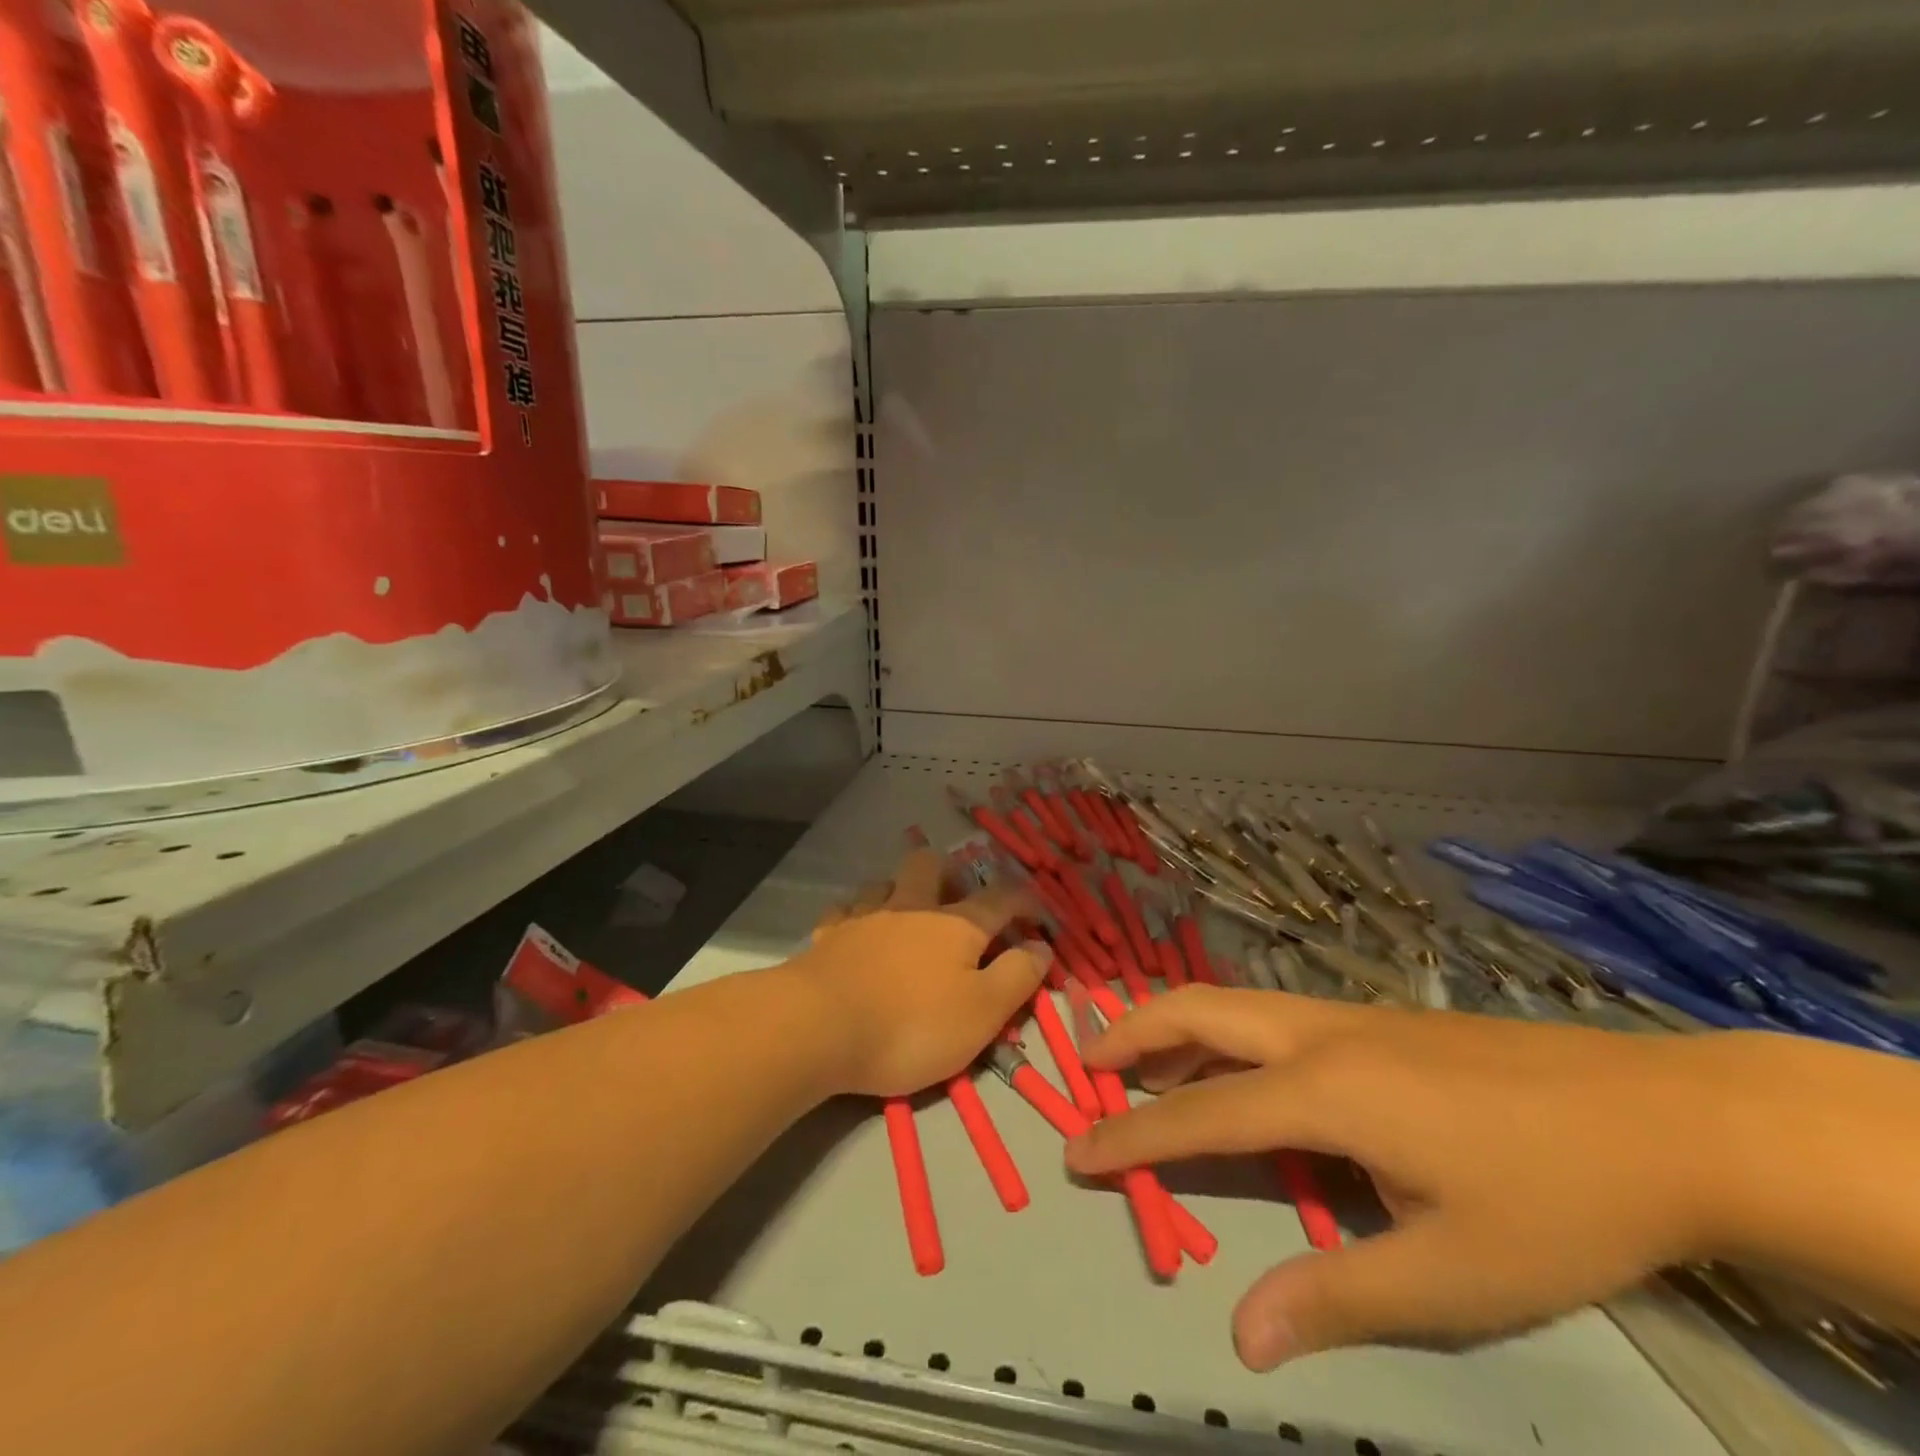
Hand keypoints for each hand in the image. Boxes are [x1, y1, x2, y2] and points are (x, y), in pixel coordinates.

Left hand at [792, 849, 1049, 1098]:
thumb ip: (1017, 976)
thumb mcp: (982, 1013)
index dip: (1025, 900)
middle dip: (950, 873)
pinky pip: (845, 909)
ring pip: (886, 881)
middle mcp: (911, 906)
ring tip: (908, 914)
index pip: (1001, 898)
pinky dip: (858, 915)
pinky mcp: (828, 935)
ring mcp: (865, 916)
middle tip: (959, 901)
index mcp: (956, 924)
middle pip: (932, 865)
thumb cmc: (911, 1025)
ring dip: (901, 890)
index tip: (1038, 911)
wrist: (818, 1027)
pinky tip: (859, 930)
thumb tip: (1041, 945)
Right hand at [1063, 987, 1761, 1368]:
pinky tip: (1237, 1065)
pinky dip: (1222, 1030)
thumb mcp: (1452, 1274)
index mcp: (1322, 1089)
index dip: (1132, 1136)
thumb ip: (1338, 1296)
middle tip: (1088, 1065)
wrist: (1659, 1116)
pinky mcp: (1374, 1018)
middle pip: (1197, 1012)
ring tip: (1140, 1060)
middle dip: (1132, 1033)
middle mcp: (1315, 1034)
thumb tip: (1242, 1335)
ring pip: (1230, 1002)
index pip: (1200, 1114)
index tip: (1077, 1150)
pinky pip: (1268, 1013)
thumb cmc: (1552, 1200)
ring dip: (1174, 1024)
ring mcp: (1346, 1016)